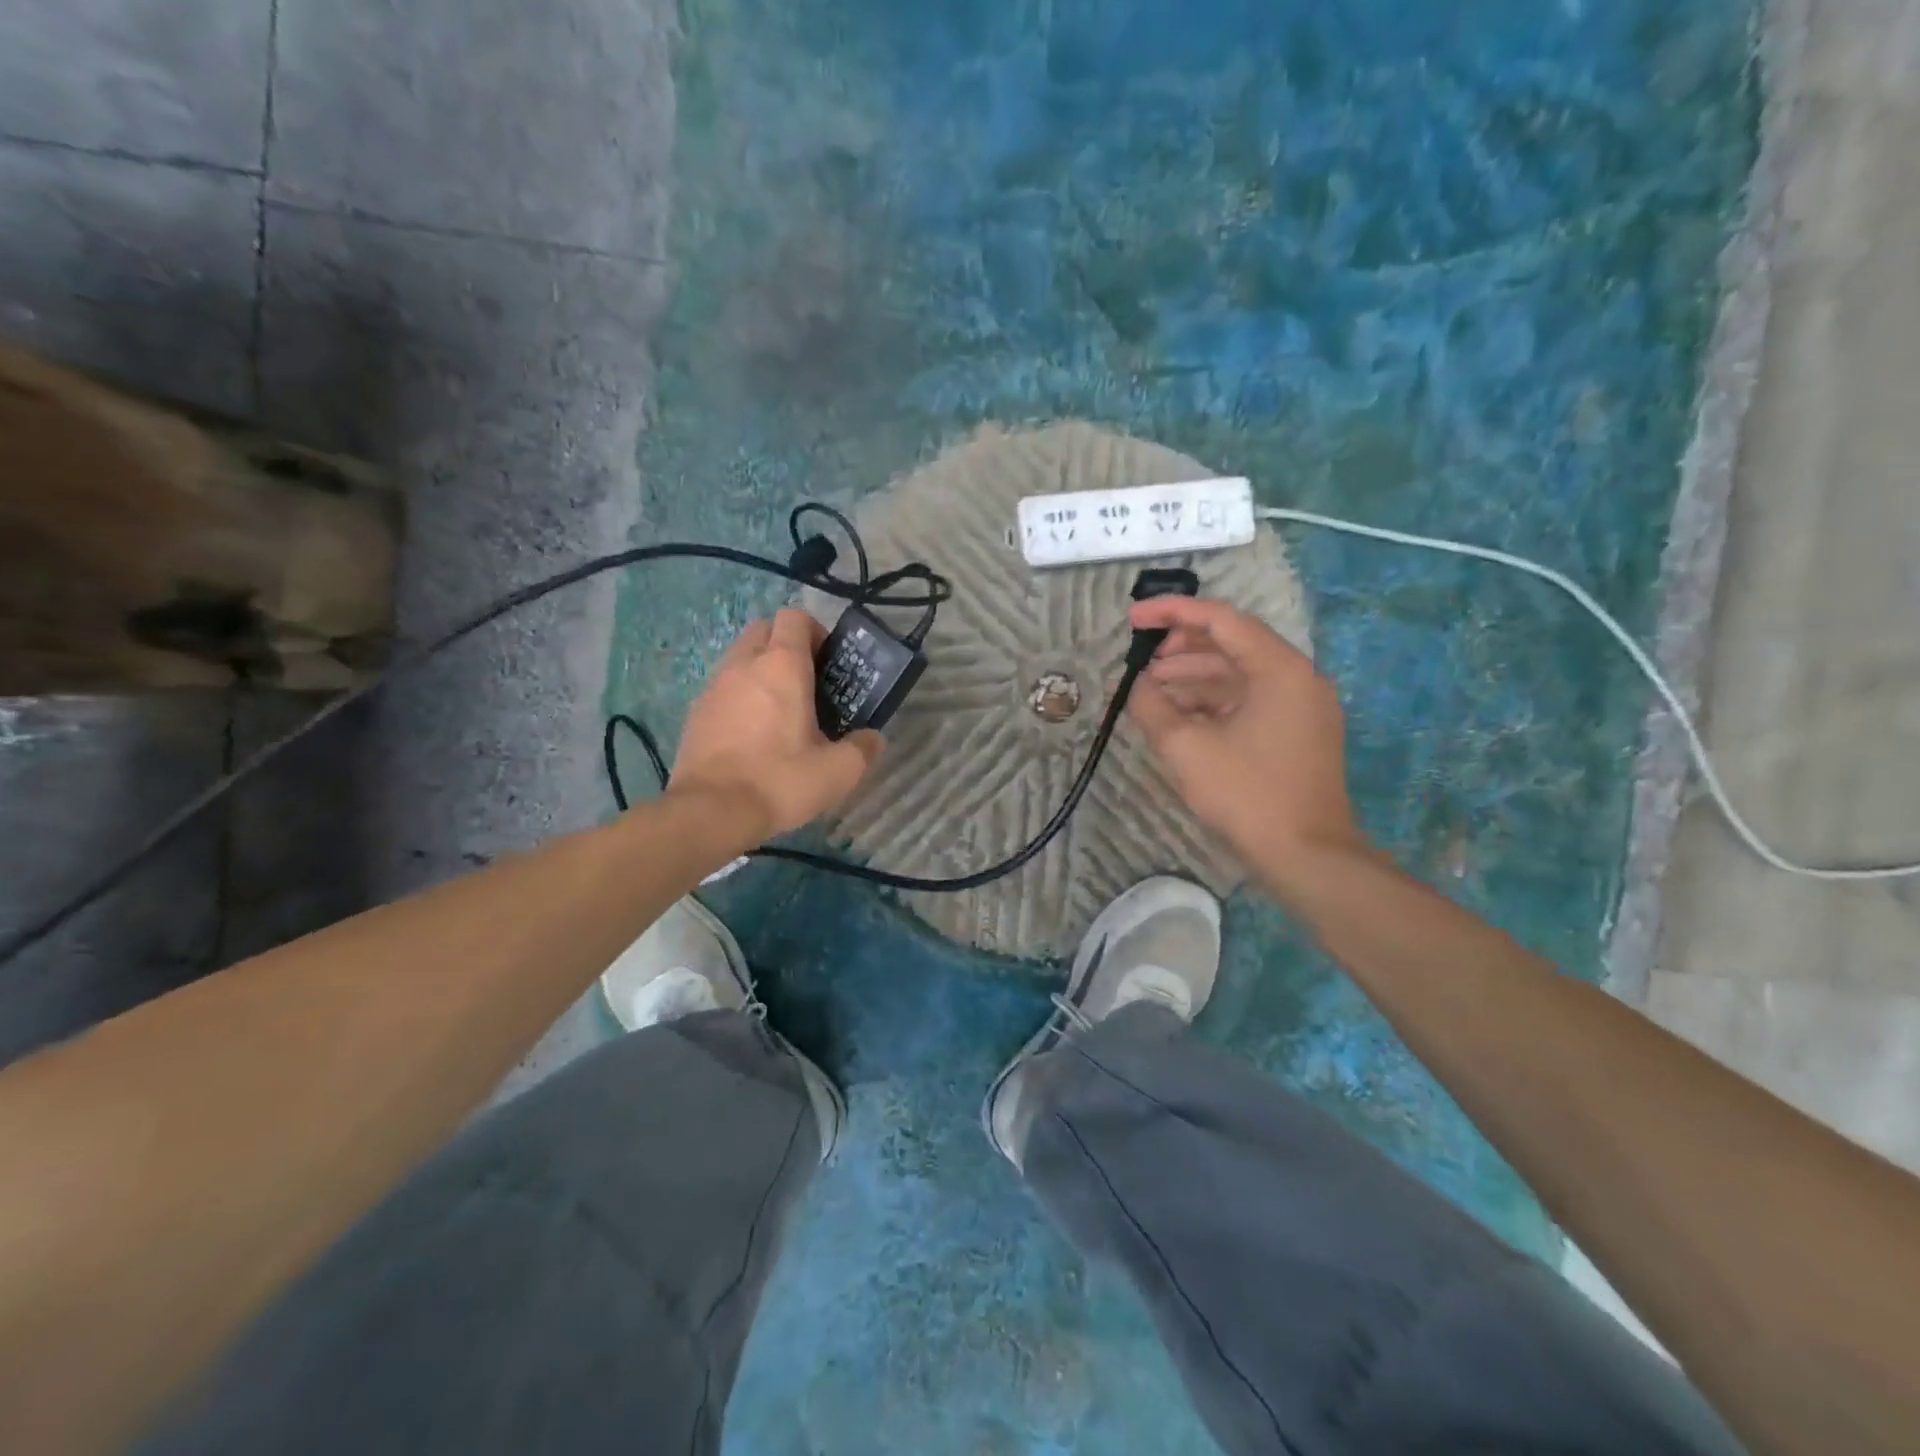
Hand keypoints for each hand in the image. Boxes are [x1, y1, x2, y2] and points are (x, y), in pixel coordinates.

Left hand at [669, 608, 883, 840]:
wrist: (711, 811)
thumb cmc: (780, 780)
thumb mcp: (839, 771)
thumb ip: (863, 748)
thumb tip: (873, 738)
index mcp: (782, 666)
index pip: (794, 617)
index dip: (815, 631)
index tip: (828, 663)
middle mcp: (744, 664)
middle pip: (764, 629)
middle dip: (785, 645)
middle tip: (806, 682)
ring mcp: (714, 686)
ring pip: (740, 657)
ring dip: (761, 670)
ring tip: (780, 710)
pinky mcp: (695, 712)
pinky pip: (723, 687)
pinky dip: (739, 696)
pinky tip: (752, 733)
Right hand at [1126, 596, 1368, 879]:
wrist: (1307, 856)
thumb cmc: (1246, 794)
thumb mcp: (1185, 747)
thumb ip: (1151, 706)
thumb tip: (1135, 685)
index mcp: (1279, 668)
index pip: (1220, 619)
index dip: (1171, 613)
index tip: (1132, 619)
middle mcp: (1298, 677)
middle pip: (1232, 643)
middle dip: (1181, 648)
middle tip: (1141, 661)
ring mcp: (1302, 706)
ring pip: (1240, 674)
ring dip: (1194, 677)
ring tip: (1152, 690)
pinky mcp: (1298, 732)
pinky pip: (1250, 700)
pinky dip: (1214, 702)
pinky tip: (1181, 716)